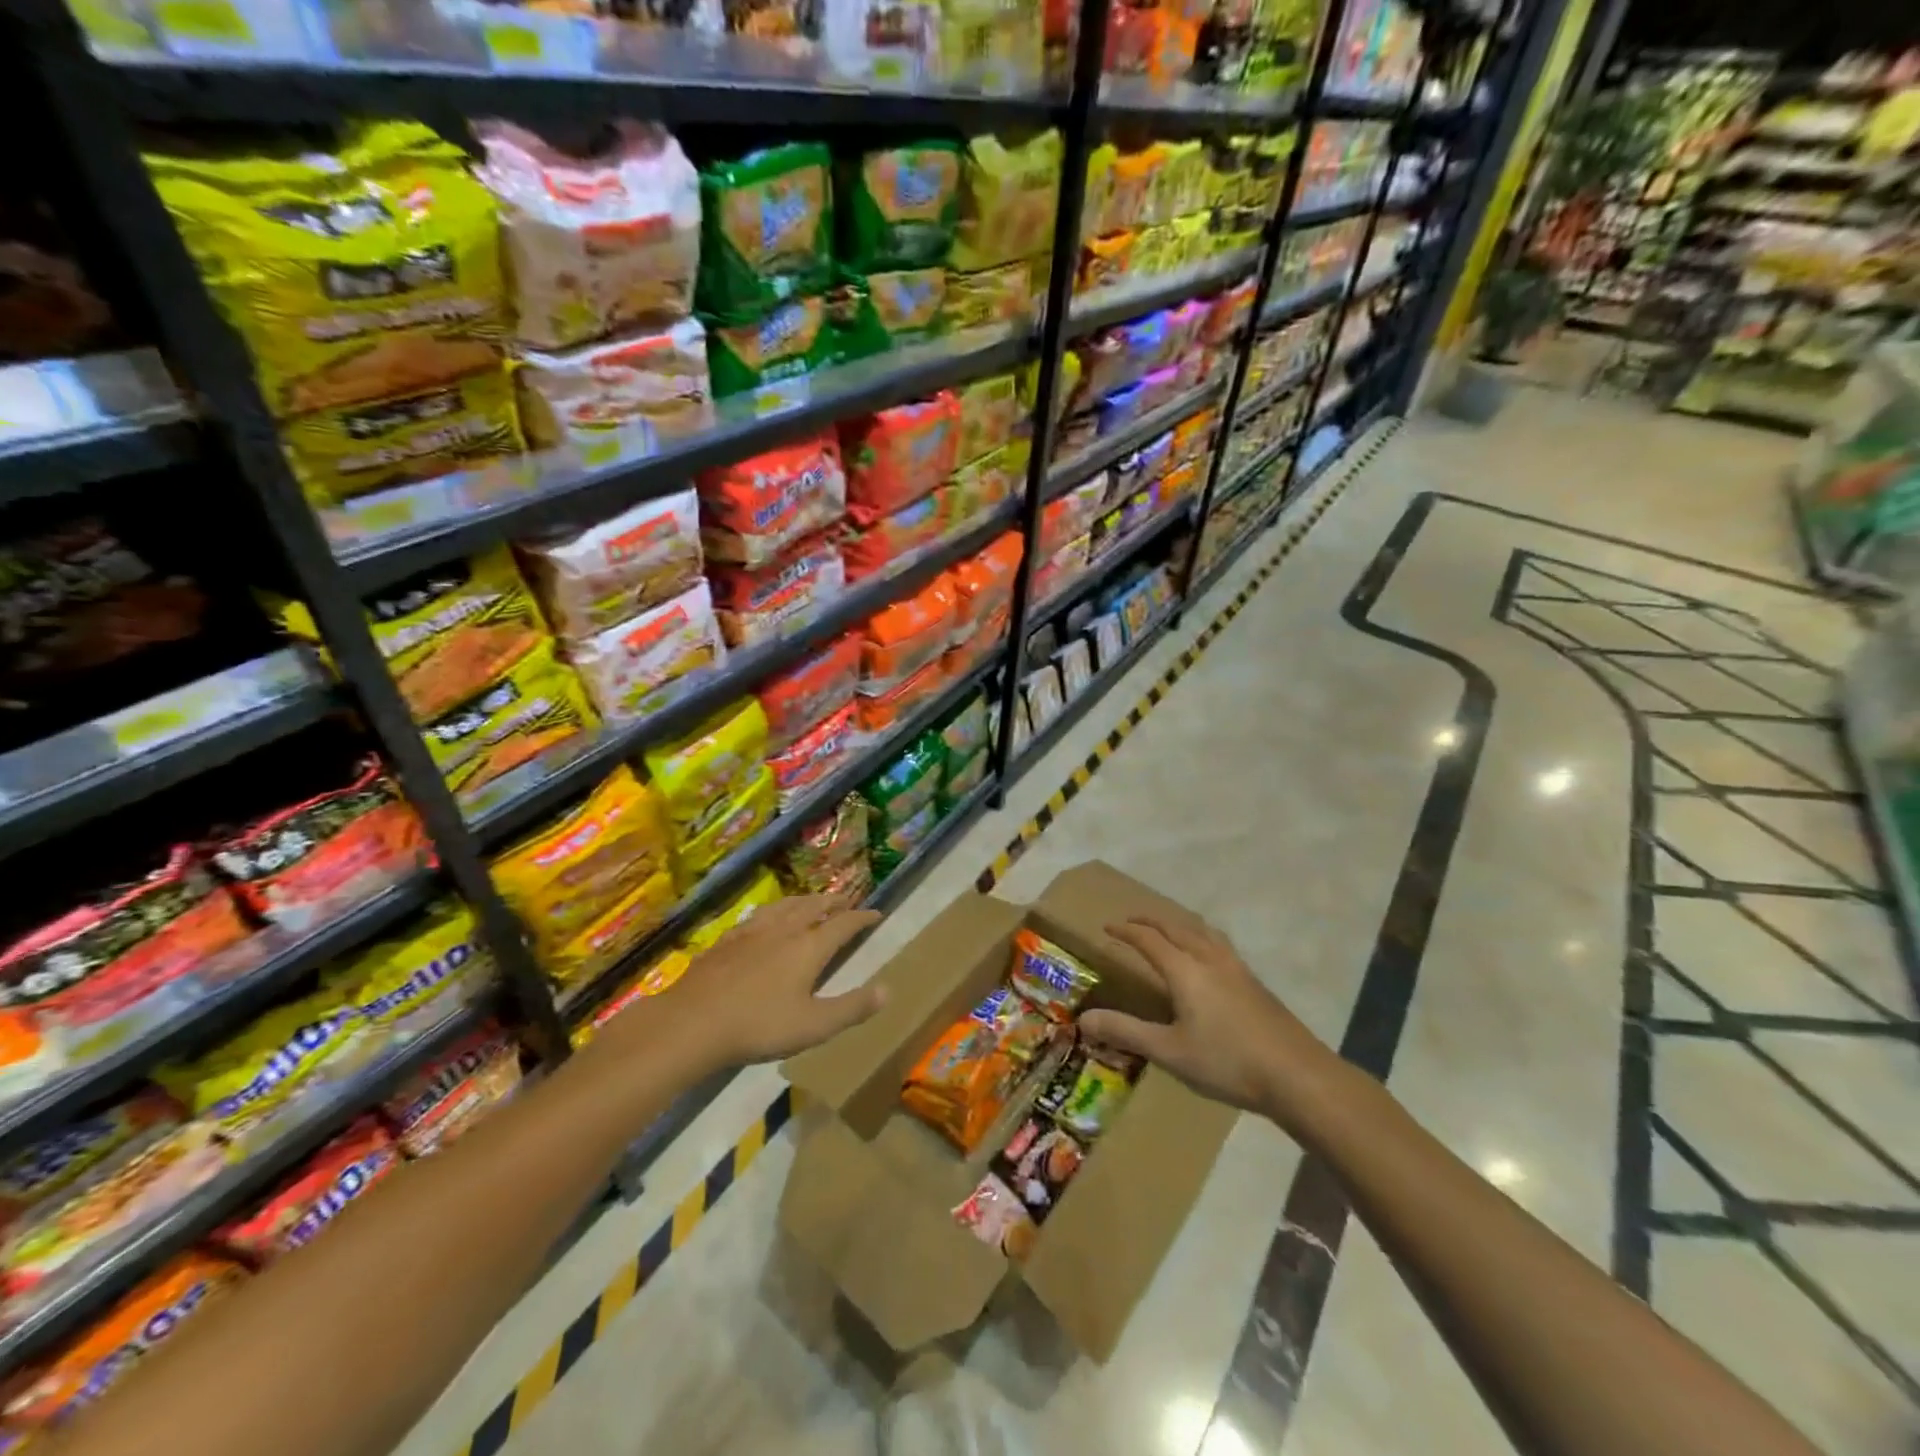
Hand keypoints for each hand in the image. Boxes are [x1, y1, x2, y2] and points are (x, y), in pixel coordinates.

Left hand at [654, 894, 885, 1070]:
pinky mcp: (726, 940)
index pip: (843, 924)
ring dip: (804, 901)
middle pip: (814, 907)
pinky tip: (764, 921)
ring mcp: (752, 932)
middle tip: (845, 901)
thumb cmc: (759, 1026)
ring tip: (811, 902)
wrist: (692, 1022)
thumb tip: (888, 989)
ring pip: (785, 906)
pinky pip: (757, 916)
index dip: (862, 917)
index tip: (876, 913)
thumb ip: (852, 1007)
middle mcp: (784, 930)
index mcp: (809, 947)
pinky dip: (773, 912)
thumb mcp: (814, 1025)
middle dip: (833, 902)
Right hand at [1078, 915, 1334, 1117]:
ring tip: (1170, 930)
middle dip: (1151, 920)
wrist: (1297, 1075)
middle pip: (1176, 927)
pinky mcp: (1255, 983)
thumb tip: (1084, 1019)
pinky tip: (1208, 960)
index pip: (1148, 939)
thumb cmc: (1227, 1062)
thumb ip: (1126, 1031)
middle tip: (1132, 921)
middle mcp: (1209, 958)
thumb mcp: (1169, 1051)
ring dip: (1179, 925)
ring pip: (1203, 932)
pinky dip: (1202, 938)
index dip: (1126, 931)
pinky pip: (1220, 945)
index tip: (1107, 927)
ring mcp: (1237, 968)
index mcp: (1185, 970)